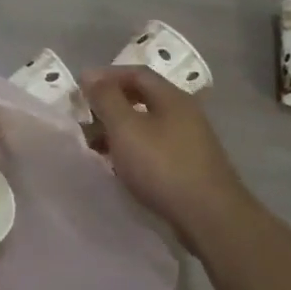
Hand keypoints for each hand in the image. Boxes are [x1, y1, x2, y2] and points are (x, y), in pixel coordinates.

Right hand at [82, 66, 263, 246]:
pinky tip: (120, 165)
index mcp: (171, 97)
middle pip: (142, 97)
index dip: (106, 76)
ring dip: (119, 129)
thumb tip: (90, 75)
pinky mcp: (190, 165)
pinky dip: (133, 148)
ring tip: (96, 145)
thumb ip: (106, 98)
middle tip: (86, 117)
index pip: (136, 73)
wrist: (209, 216)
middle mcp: (184, 113)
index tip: (81, 88)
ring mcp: (190, 140)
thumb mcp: (126, 128)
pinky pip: (155, 146)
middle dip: (111, 104)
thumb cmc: (162, 166)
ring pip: (147, 124)